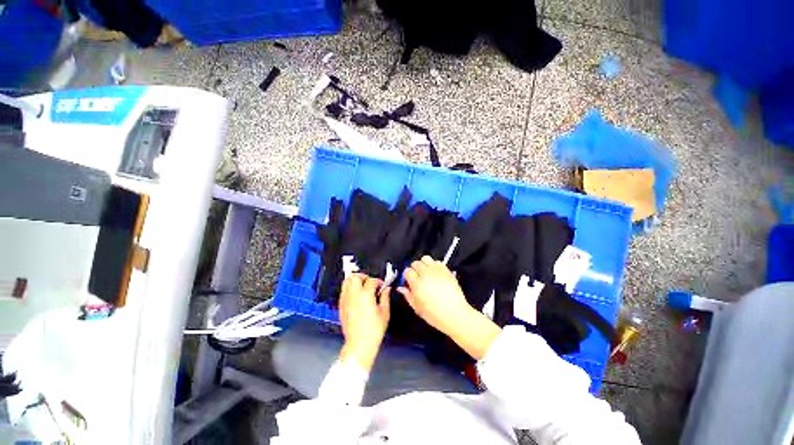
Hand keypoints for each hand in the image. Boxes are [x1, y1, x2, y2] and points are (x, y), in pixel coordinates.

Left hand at [338, 273, 390, 371]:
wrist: (359, 344)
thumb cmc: (373, 331)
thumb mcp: (384, 313)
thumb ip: (385, 297)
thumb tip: (386, 289)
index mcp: (365, 295)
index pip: (371, 280)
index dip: (378, 281)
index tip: (381, 285)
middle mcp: (354, 295)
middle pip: (355, 276)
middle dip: (363, 276)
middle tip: (369, 281)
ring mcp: (346, 300)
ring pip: (347, 281)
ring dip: (355, 280)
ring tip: (361, 285)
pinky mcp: (341, 306)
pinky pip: (343, 291)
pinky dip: (349, 289)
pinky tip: (356, 295)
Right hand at [399, 256, 499, 359]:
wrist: (455, 314)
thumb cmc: (434, 314)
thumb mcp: (417, 308)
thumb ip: (408, 295)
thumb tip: (401, 288)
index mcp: (417, 284)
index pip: (407, 271)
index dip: (407, 276)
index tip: (409, 281)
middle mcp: (426, 274)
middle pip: (415, 263)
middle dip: (414, 269)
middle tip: (417, 277)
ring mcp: (436, 271)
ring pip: (426, 258)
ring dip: (424, 264)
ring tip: (426, 272)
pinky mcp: (446, 270)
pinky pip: (437, 261)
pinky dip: (434, 265)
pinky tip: (435, 273)